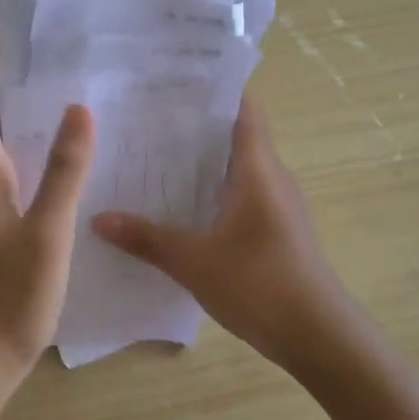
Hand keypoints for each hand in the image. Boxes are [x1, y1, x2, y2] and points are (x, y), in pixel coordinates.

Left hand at [0, 52, 94, 386]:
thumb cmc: (6, 297)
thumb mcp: (46, 233)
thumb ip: (64, 172)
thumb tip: (77, 109)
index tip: (22, 51)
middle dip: (18, 96)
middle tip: (69, 81)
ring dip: (29, 133)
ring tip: (79, 124)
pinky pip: (9, 186)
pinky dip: (33, 170)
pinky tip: (70, 184)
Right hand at [91, 93, 358, 375]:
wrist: (320, 337)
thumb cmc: (260, 284)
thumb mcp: (194, 262)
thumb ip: (147, 238)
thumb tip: (98, 218)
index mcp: (257, 168)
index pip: (243, 107)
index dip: (212, 89)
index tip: (172, 82)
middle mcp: (272, 176)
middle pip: (235, 134)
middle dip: (194, 126)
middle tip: (145, 121)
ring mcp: (279, 204)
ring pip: (238, 167)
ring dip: (203, 162)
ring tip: (154, 160)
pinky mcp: (278, 229)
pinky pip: (242, 195)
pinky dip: (213, 191)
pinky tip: (181, 207)